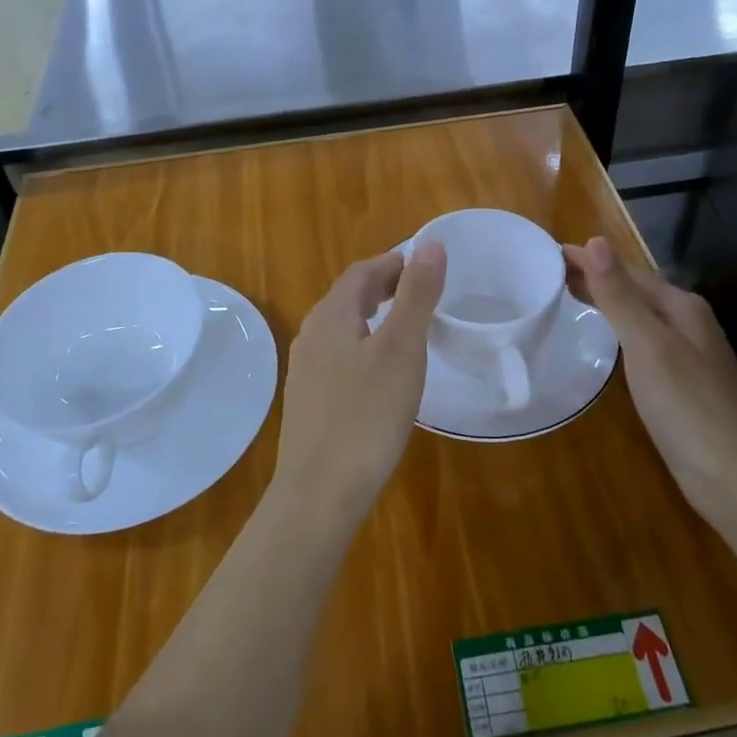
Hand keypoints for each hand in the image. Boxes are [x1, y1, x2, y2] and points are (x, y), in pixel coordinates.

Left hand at [273, 241, 447, 515]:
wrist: (319, 493)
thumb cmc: (367, 415)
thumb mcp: (402, 349)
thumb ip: (416, 295)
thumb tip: (430, 243)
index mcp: (331, 316)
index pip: (362, 271)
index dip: (394, 262)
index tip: (425, 264)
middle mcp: (312, 335)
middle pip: (349, 296)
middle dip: (384, 286)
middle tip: (421, 290)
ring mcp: (306, 370)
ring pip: (343, 327)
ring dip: (374, 316)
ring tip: (407, 326)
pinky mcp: (310, 400)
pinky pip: (339, 355)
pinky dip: (365, 345)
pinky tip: (382, 371)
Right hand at [563, 237, 736, 515]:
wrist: (733, 478)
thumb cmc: (686, 406)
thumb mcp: (647, 345)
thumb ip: (620, 296)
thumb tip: (596, 240)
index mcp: (682, 308)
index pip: (628, 271)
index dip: (590, 259)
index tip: (550, 251)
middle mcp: (689, 324)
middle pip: (636, 291)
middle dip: (597, 277)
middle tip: (550, 272)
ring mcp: (688, 355)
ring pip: (639, 316)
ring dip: (607, 302)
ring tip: (569, 297)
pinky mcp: (682, 384)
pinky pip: (642, 341)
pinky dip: (617, 330)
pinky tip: (606, 342)